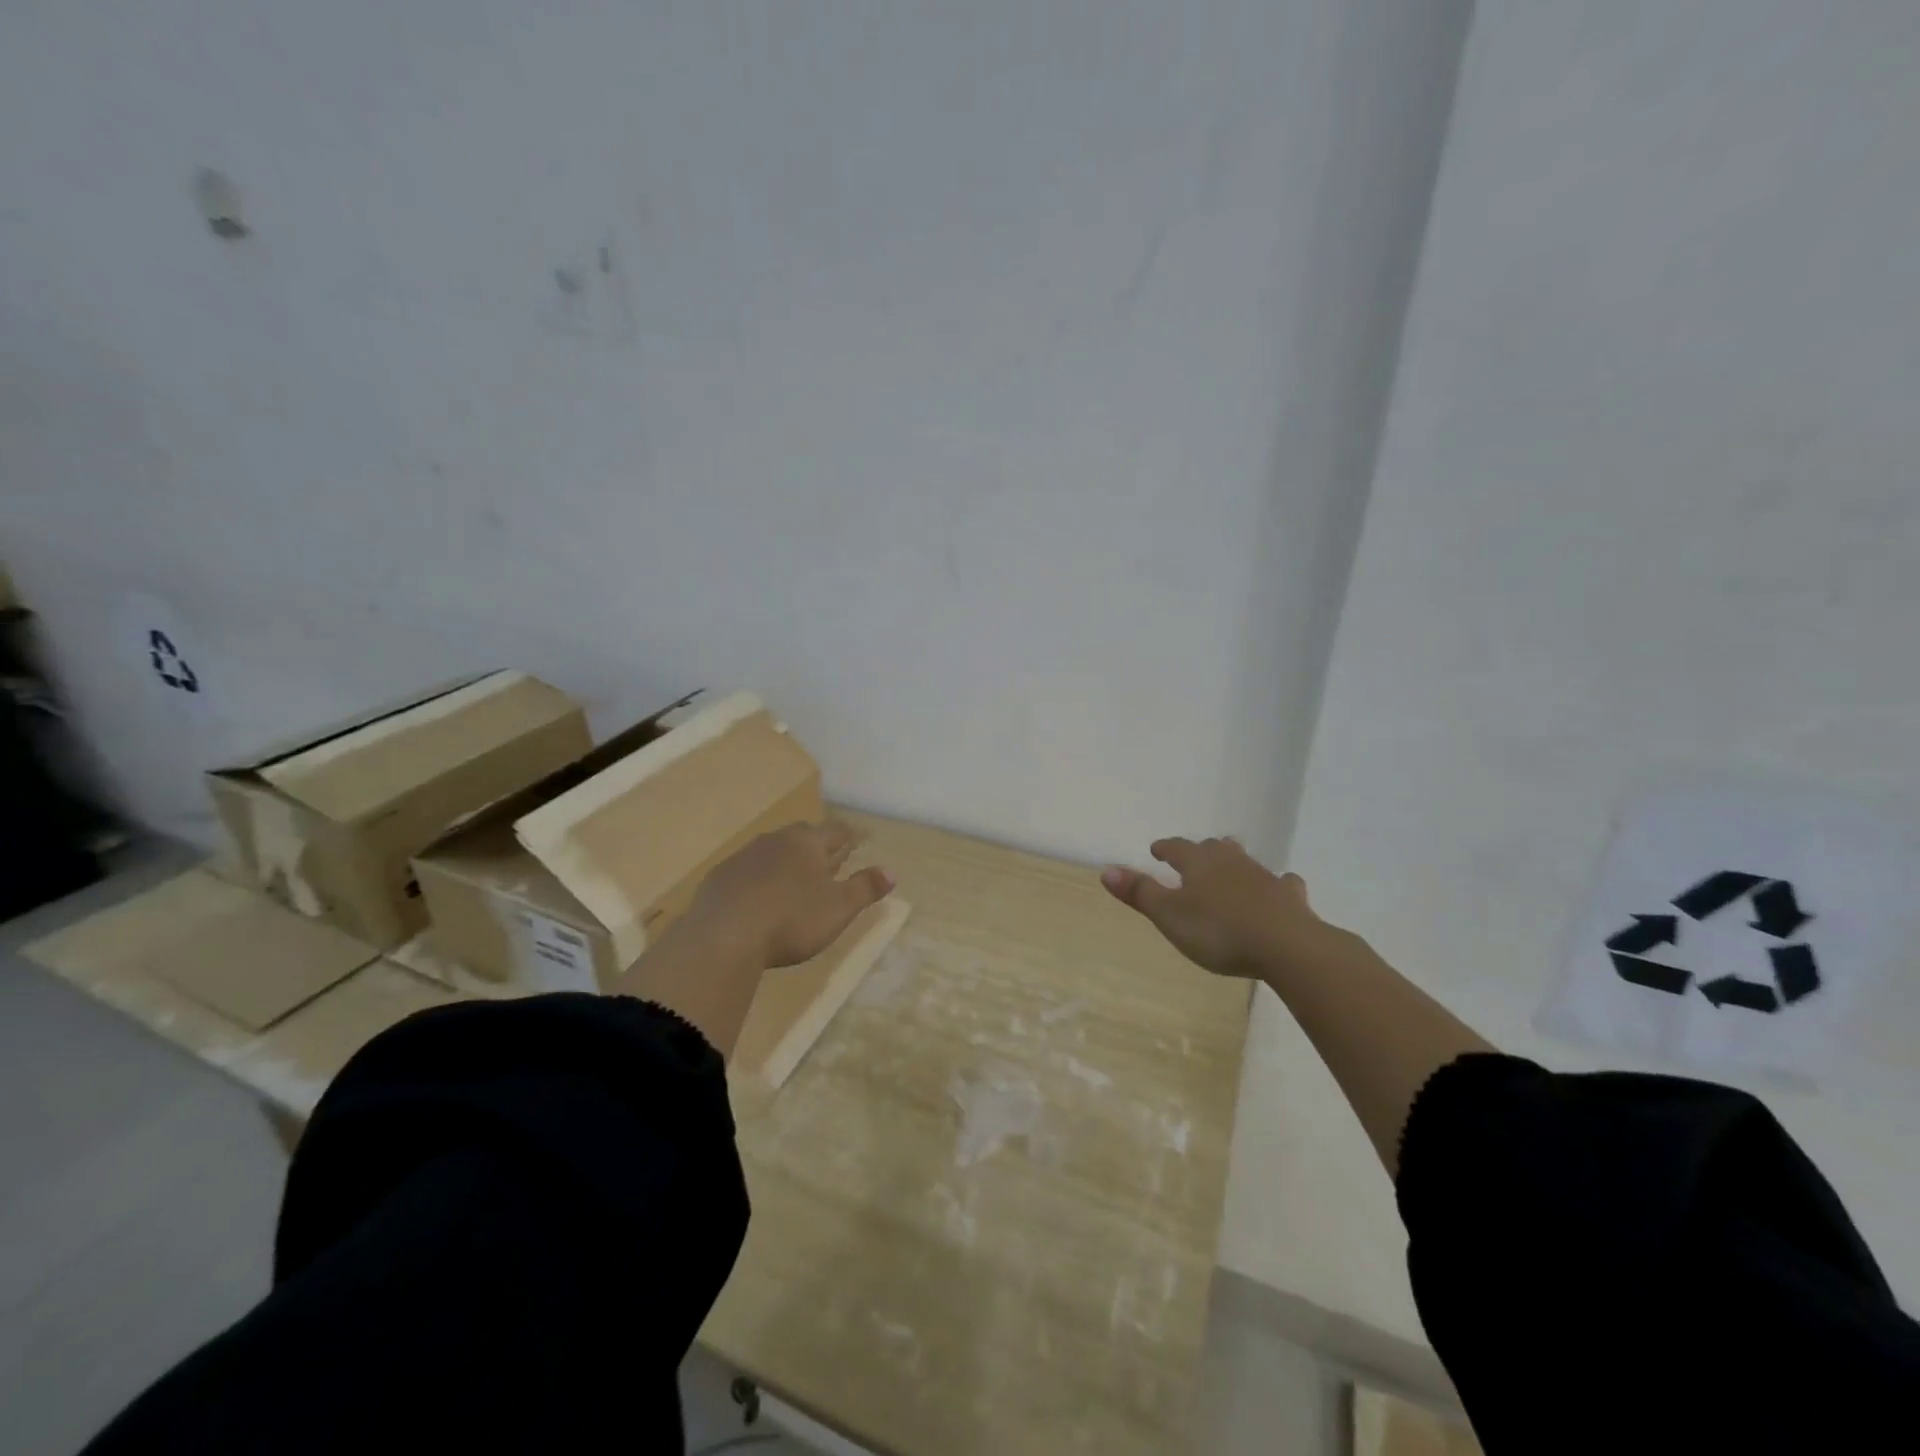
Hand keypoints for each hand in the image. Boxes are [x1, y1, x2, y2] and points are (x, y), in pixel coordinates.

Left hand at [687, 819, 894, 968]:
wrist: (723, 937)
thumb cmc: (791, 920)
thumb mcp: (838, 909)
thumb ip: (865, 888)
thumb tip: (891, 872)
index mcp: (808, 843)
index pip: (836, 831)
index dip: (850, 835)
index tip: (858, 840)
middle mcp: (776, 841)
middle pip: (802, 835)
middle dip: (817, 844)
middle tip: (828, 857)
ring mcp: (744, 857)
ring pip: (772, 850)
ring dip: (786, 861)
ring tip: (795, 877)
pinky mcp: (719, 878)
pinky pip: (747, 871)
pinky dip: (759, 879)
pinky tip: (759, 897)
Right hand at [1101, 836, 1325, 978]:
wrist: (1287, 946)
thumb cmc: (1219, 931)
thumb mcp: (1169, 916)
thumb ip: (1139, 893)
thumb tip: (1106, 869)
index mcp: (1198, 864)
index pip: (1176, 848)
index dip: (1164, 848)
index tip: (1156, 850)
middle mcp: (1230, 862)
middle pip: (1213, 848)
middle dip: (1200, 851)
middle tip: (1192, 858)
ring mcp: (1263, 877)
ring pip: (1244, 861)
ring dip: (1233, 863)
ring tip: (1227, 869)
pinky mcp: (1290, 898)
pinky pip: (1282, 884)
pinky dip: (1276, 885)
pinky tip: (1278, 889)